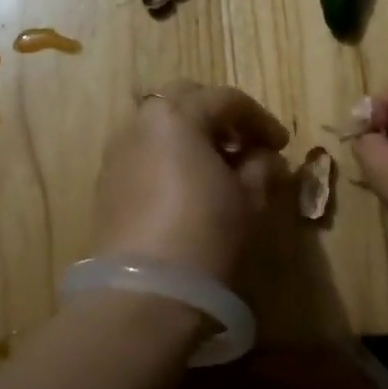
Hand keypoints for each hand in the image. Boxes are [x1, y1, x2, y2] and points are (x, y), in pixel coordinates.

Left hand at [91, 82, 290, 283]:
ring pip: (159, 126)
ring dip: (190, 135)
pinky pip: (143, 152)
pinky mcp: (106, 182)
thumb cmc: (206, 231)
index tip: (280, 144)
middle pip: (185, 99)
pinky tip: (186, 187)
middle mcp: (140, 123)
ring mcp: (117, 151)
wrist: (146, 289)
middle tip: (243, 144)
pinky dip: (167, 156)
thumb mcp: (249, 198)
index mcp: (177, 115)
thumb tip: (264, 157)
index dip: (260, 119)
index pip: (227, 99)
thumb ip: (261, 167)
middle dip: (218, 115)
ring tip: (215, 167)